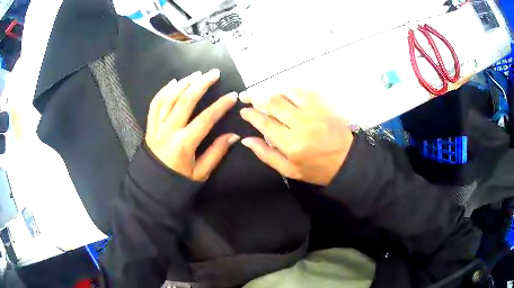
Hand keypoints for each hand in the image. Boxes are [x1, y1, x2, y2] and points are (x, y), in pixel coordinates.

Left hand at [145, 69, 239, 181]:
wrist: (152, 187)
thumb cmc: (177, 181)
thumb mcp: (201, 172)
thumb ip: (217, 153)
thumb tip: (234, 136)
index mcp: (184, 144)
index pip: (206, 119)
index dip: (221, 105)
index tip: (232, 95)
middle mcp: (169, 131)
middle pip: (185, 100)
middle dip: (201, 84)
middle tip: (214, 73)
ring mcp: (157, 127)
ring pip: (169, 98)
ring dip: (183, 83)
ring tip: (196, 74)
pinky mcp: (150, 126)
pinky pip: (154, 104)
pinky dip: (163, 91)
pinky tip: (173, 83)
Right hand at [239, 89, 353, 185]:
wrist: (347, 160)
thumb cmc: (317, 169)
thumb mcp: (289, 170)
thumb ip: (266, 154)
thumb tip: (246, 139)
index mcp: (290, 144)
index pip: (264, 122)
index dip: (250, 114)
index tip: (243, 111)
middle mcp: (300, 124)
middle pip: (272, 102)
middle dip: (254, 97)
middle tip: (246, 96)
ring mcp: (314, 111)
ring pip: (286, 92)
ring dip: (271, 91)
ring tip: (264, 95)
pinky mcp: (324, 104)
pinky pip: (303, 89)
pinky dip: (289, 89)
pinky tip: (284, 92)